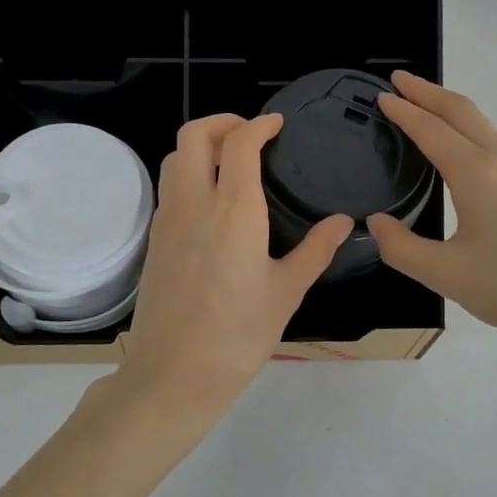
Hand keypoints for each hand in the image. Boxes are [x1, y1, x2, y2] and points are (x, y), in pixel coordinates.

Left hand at [102, 114, 352, 444]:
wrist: (173, 374)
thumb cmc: (238, 336)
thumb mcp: (286, 293)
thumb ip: (315, 250)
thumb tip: (343, 222)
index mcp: (234, 211)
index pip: (239, 143)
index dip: (258, 124)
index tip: (276, 124)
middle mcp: (194, 203)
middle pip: (193, 134)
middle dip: (221, 121)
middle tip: (249, 133)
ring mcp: (167, 220)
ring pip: (174, 157)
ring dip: (200, 145)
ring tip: (229, 160)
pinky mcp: (154, 239)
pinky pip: (168, 187)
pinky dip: (187, 172)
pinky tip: (211, 200)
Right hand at [367, 73, 496, 361]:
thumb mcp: (447, 276)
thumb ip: (402, 248)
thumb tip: (376, 222)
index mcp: (477, 173)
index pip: (431, 129)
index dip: (404, 110)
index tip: (381, 95)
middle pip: (462, 110)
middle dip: (428, 91)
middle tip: (398, 80)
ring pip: (483, 124)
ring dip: (450, 109)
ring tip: (424, 110)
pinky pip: (496, 142)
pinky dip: (469, 130)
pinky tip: (461, 152)